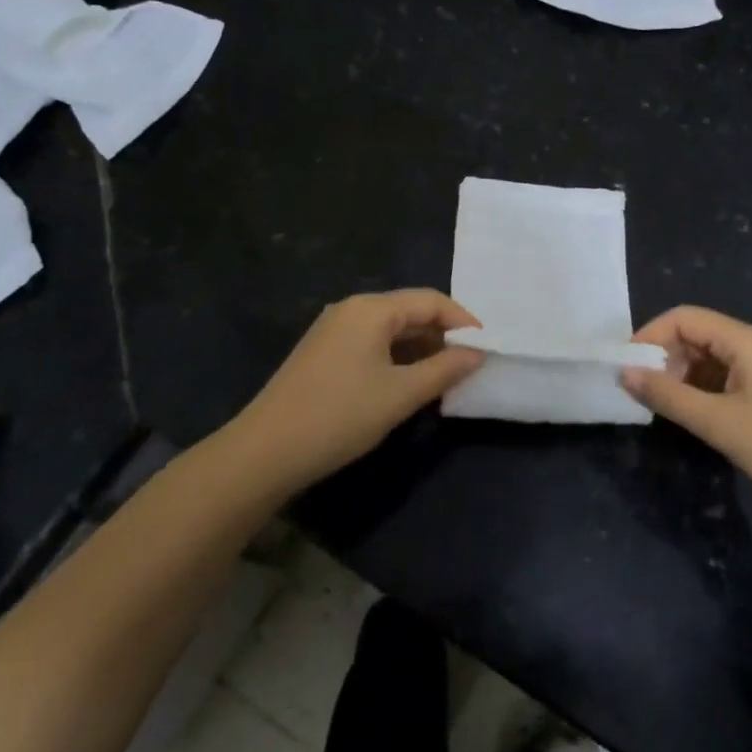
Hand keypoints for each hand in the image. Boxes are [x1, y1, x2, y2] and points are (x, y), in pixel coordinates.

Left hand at [234, 289, 484, 489]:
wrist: (265, 451)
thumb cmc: (339, 416)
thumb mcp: (400, 395)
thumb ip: (444, 369)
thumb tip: (477, 353)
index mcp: (371, 309)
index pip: (430, 300)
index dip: (463, 321)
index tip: (486, 349)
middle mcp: (351, 309)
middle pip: (409, 311)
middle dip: (442, 336)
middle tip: (468, 366)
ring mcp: (333, 330)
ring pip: (390, 330)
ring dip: (419, 350)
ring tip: (442, 379)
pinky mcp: (322, 353)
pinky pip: (370, 344)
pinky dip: (395, 359)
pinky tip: (406, 385)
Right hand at [624, 305, 751, 521]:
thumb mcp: (719, 423)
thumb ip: (668, 396)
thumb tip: (625, 373)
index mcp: (745, 340)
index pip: (684, 318)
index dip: (650, 335)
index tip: (626, 366)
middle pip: (696, 335)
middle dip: (664, 358)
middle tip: (641, 392)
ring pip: (710, 359)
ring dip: (682, 377)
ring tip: (663, 408)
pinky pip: (727, 379)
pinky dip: (703, 391)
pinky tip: (694, 416)